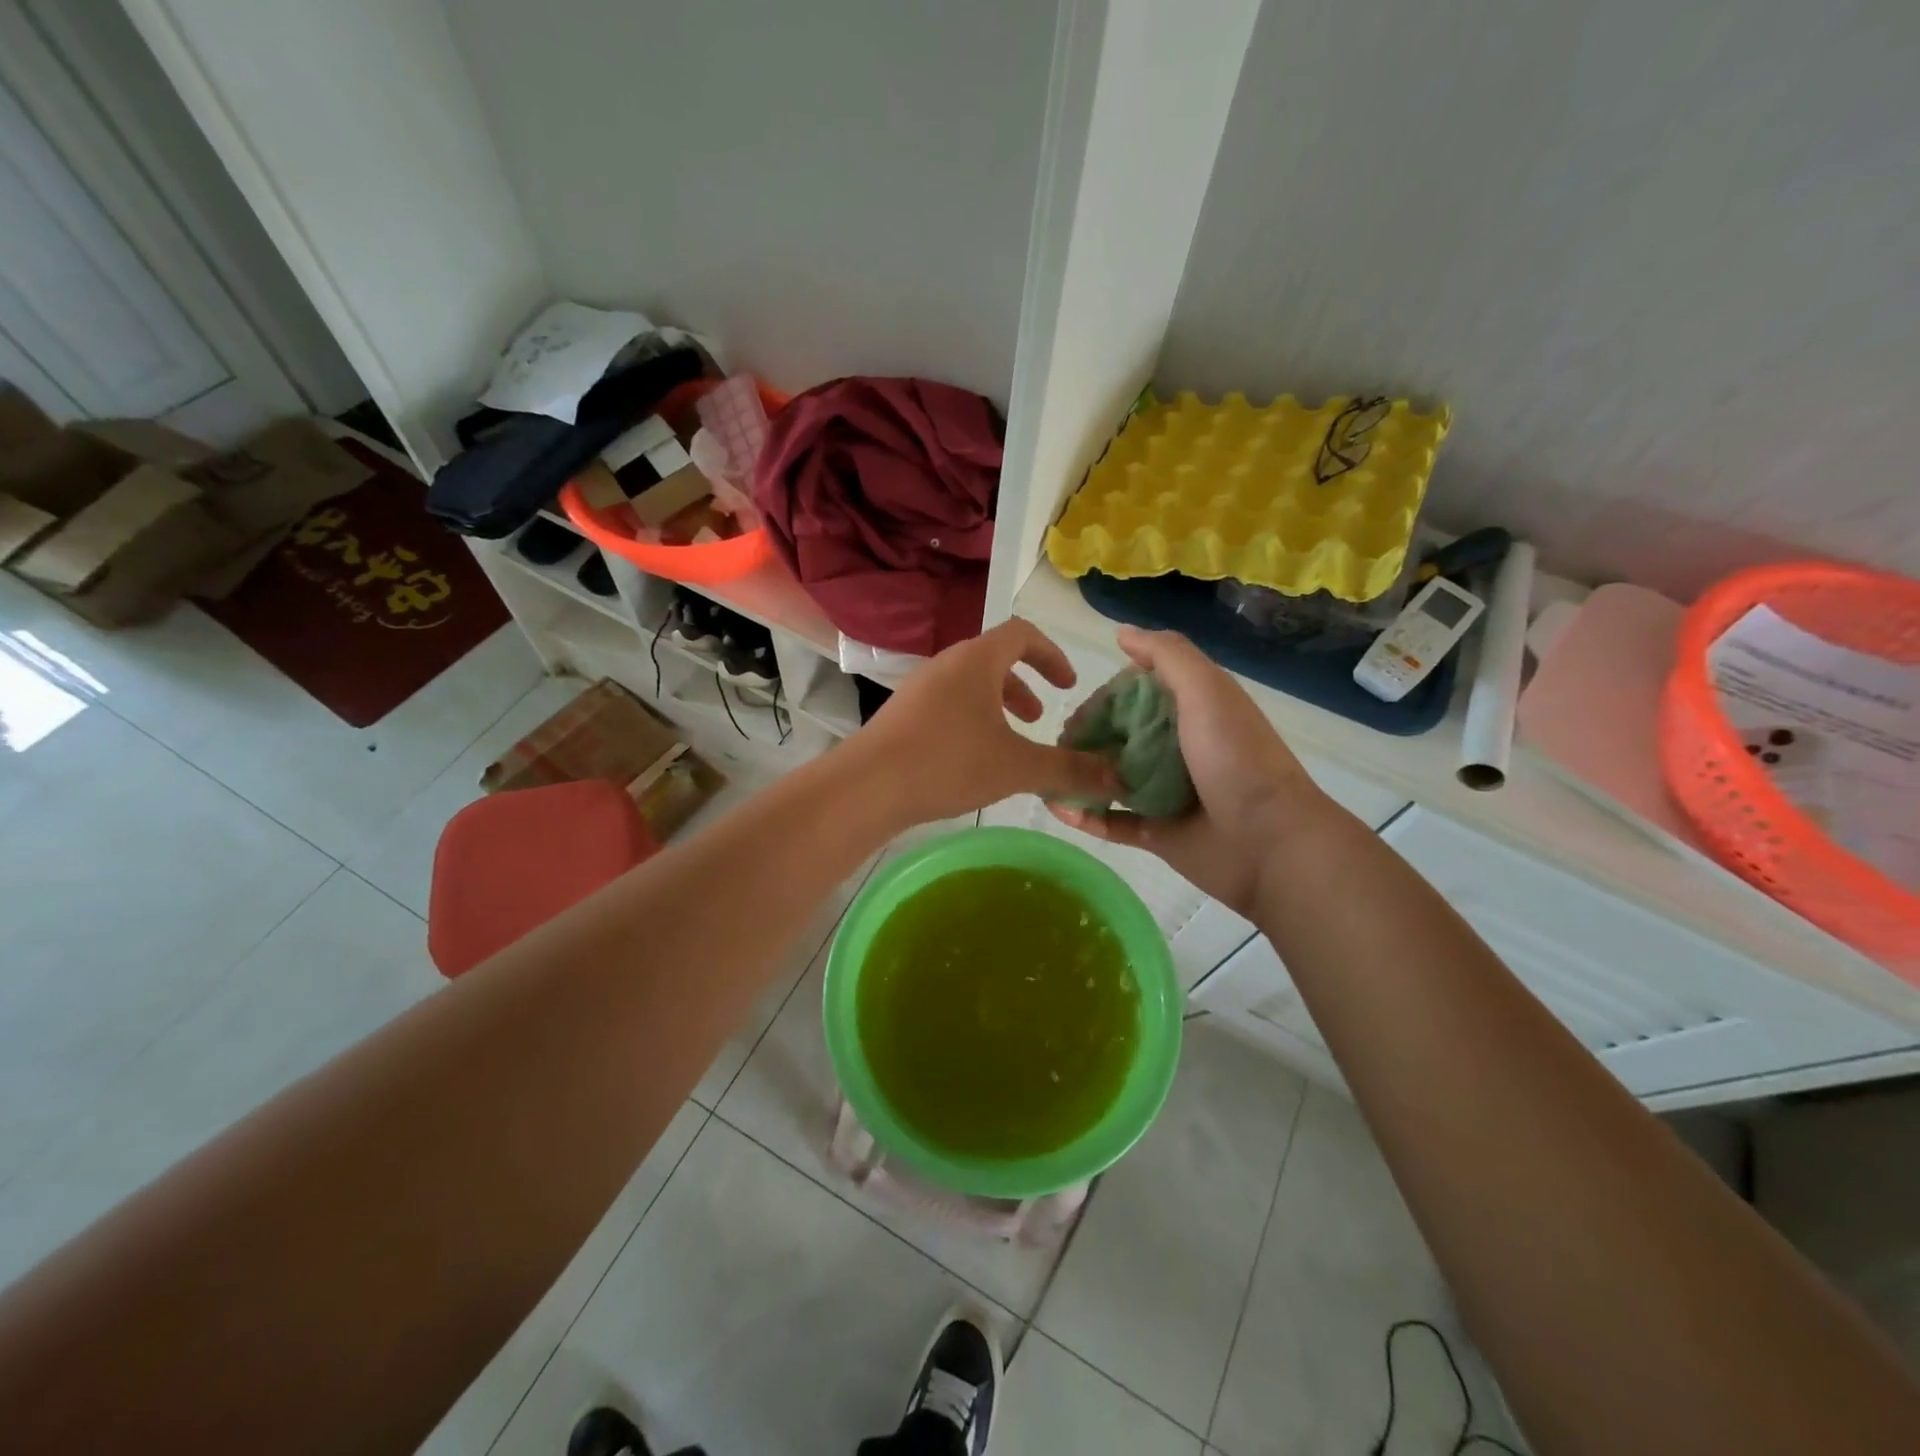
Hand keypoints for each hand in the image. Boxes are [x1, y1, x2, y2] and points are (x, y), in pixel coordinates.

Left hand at [850, 618, 1118, 826]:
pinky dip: (972, 720)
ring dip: (997, 705)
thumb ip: (1069, 769)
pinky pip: (948, 704)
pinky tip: (974, 760)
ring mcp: (919, 688)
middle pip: (994, 659)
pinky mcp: (902, 714)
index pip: (1022, 634)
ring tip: (1012, 741)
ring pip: (970, 685)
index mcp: (977, 660)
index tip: (1069, 684)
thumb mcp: (1017, 767)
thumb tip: (1117, 775)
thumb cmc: (948, 762)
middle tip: (1041, 717)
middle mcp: (947, 664)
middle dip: (1024, 684)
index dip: (1051, 654)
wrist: (867, 786)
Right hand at [1051, 628, 1329, 912]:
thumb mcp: (1207, 691)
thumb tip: (1121, 633)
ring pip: (1109, 778)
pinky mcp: (1155, 833)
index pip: (1134, 696)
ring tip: (1046, 775)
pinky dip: (1084, 814)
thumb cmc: (1237, 758)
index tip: (1076, 710)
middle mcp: (1175, 749)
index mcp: (1190, 713)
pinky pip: (1111, 822)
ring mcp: (1164, 793)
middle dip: (1084, 737)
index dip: (1103, 699)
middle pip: (1117, 736)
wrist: (1270, 842)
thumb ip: (1168, 656)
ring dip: (1077, 774)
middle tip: (1058, 748)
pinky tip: (1056, 807)